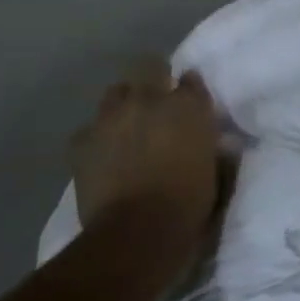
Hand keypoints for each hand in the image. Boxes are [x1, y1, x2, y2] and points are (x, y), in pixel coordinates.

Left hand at [69, 62, 222, 245]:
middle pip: (149, 67)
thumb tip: (216, 145)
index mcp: (189, 106)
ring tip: (127, 126)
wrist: (136, 233)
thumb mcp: (217, 174)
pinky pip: (89, 129)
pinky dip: (97, 137)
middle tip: (157, 103)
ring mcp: (112, 118)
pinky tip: (103, 154)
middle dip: (153, 78)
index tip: (190, 103)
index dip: (189, 90)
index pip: (191, 80)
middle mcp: (150, 100)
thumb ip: (214, 151)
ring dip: (124, 104)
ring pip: (116, 92)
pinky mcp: (82, 141)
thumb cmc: (189, 205)